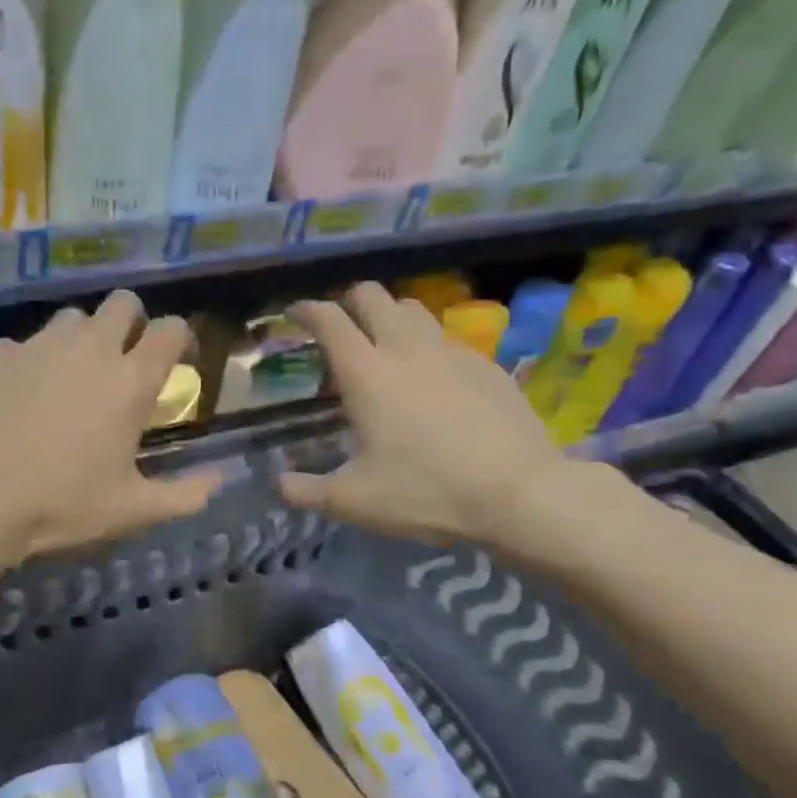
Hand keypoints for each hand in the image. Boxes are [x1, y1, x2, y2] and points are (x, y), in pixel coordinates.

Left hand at [0, 291, 218, 560]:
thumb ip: (185, 494)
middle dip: (132, 323)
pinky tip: (22, 392)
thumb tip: (220, 481)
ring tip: (73, 374)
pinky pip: (23, 343)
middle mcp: (91, 348)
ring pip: (72, 317)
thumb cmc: (65, 504)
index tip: (177, 361)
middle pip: (123, 303)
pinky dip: (30, 360)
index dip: (179, 339)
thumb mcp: (134, 510)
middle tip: (125, 361)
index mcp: (131, 381)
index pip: (171, 329)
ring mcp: (40, 346)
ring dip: (82, 337)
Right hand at [278, 283, 582, 556]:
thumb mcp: (353, 502)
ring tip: (383, 348)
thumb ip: (306, 491)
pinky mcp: (485, 364)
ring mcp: (451, 351)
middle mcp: (406, 349)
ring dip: (389, 317)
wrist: (518, 492)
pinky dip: (426, 344)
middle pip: (372, 295)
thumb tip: (279, 485)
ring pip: (412, 309)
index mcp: (366, 374)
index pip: (329, 320)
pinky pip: (446, 337)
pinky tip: (431, 380)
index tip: (294, 314)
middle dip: (349, 302)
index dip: (306, 311)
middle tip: (340, 329)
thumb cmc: (425, 492)